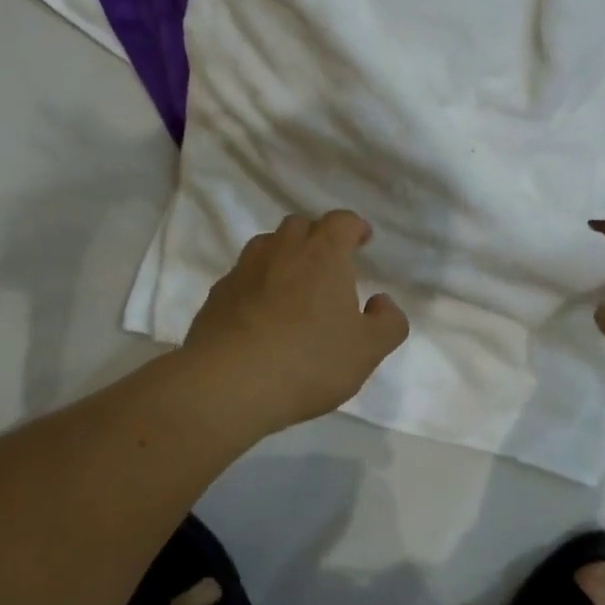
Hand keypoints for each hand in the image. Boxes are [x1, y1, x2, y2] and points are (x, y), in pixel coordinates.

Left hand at [182, 210, 409, 431]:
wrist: (229, 383)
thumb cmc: (309, 360)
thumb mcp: (367, 350)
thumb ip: (387, 323)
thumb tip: (381, 302)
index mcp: (323, 254)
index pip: (341, 221)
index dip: (354, 227)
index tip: (361, 240)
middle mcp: (282, 250)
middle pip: (299, 225)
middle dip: (316, 237)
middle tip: (327, 264)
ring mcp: (244, 270)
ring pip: (266, 246)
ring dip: (282, 256)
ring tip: (292, 285)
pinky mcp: (217, 294)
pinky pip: (242, 276)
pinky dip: (255, 284)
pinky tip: (260, 314)